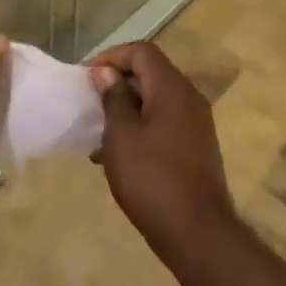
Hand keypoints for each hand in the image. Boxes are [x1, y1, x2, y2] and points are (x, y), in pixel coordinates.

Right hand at [90, 42, 236, 260]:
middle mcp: (189, 98)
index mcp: (172, 88)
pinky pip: (164, 122)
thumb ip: (114, 98)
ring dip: (127, 108)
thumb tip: (107, 73)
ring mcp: (196, 123)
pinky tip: (120, 154)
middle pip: (150, 73)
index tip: (87, 79)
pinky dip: (141, 127)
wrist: (197, 233)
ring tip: (100, 132)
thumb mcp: (121, 135)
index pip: (141, 51)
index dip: (111, 57)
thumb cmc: (152, 178)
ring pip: (156, 99)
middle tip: (90, 103)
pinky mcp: (196, 147)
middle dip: (118, 83)